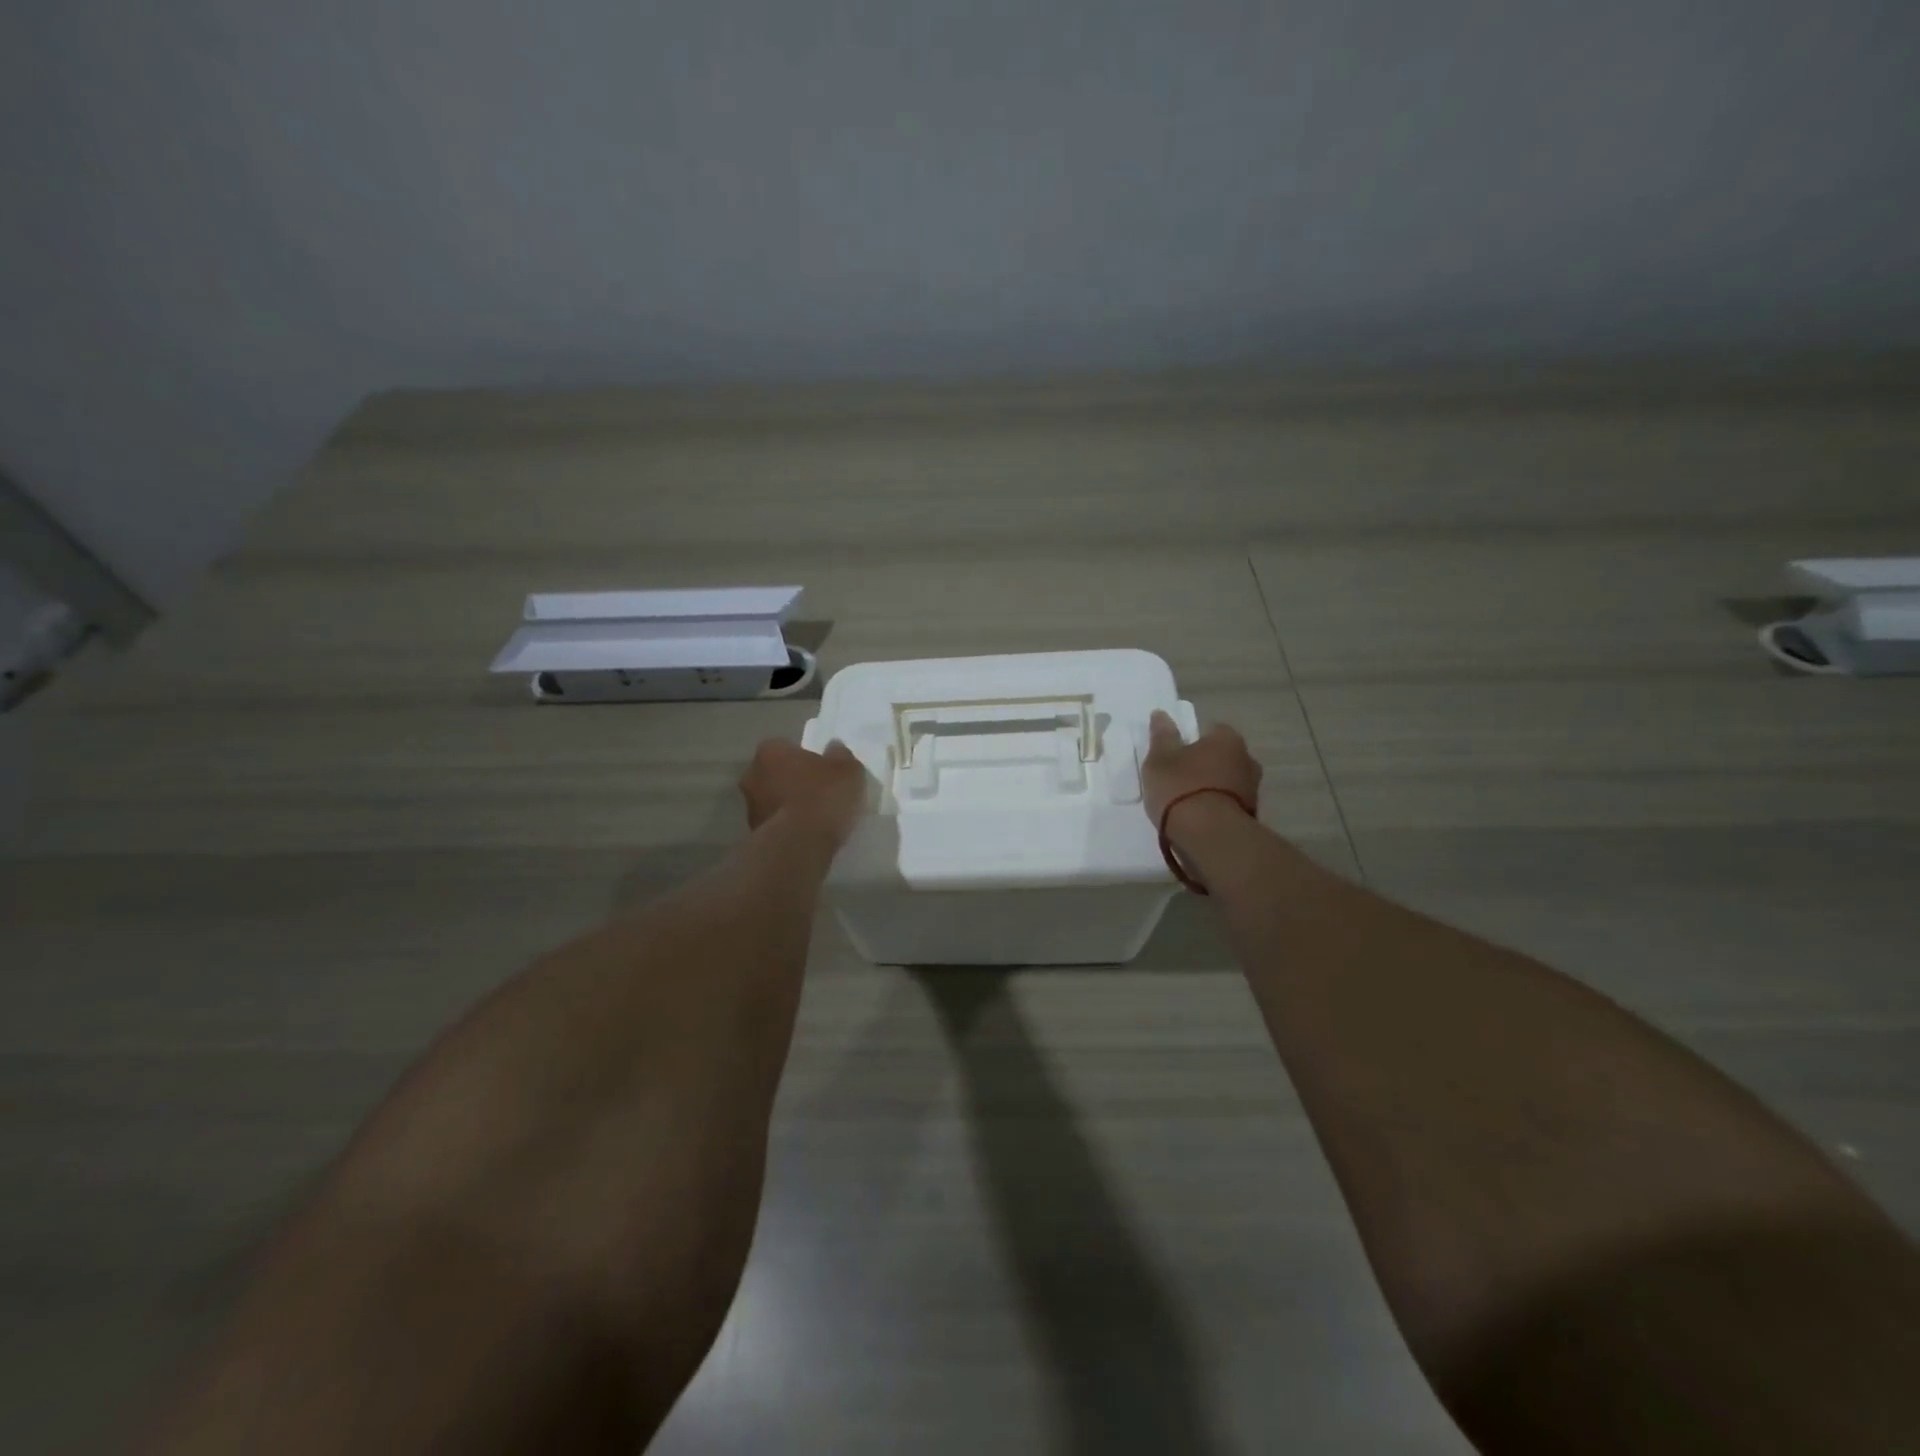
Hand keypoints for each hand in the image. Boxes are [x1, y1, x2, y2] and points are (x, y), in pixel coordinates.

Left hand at [740, 739, 867, 844]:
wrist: (799, 846)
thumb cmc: (822, 797)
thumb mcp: (847, 769)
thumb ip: (840, 755)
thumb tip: (834, 748)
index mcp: (770, 751)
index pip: (786, 747)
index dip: (805, 758)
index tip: (822, 770)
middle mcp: (752, 775)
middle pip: (776, 773)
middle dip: (793, 780)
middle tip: (818, 792)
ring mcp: (750, 807)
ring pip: (773, 799)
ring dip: (789, 805)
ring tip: (815, 817)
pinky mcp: (754, 835)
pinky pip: (776, 823)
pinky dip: (788, 826)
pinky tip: (808, 834)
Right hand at [1141, 710, 1261, 835]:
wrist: (1209, 836)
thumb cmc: (1181, 788)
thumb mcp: (1159, 759)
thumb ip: (1162, 736)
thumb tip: (1161, 714)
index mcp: (1227, 739)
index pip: (1211, 730)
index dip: (1192, 740)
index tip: (1175, 755)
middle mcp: (1247, 759)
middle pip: (1222, 756)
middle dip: (1205, 764)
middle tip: (1179, 778)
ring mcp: (1253, 790)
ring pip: (1227, 781)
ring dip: (1212, 788)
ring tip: (1186, 803)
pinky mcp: (1252, 816)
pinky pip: (1229, 804)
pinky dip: (1216, 808)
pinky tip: (1198, 820)